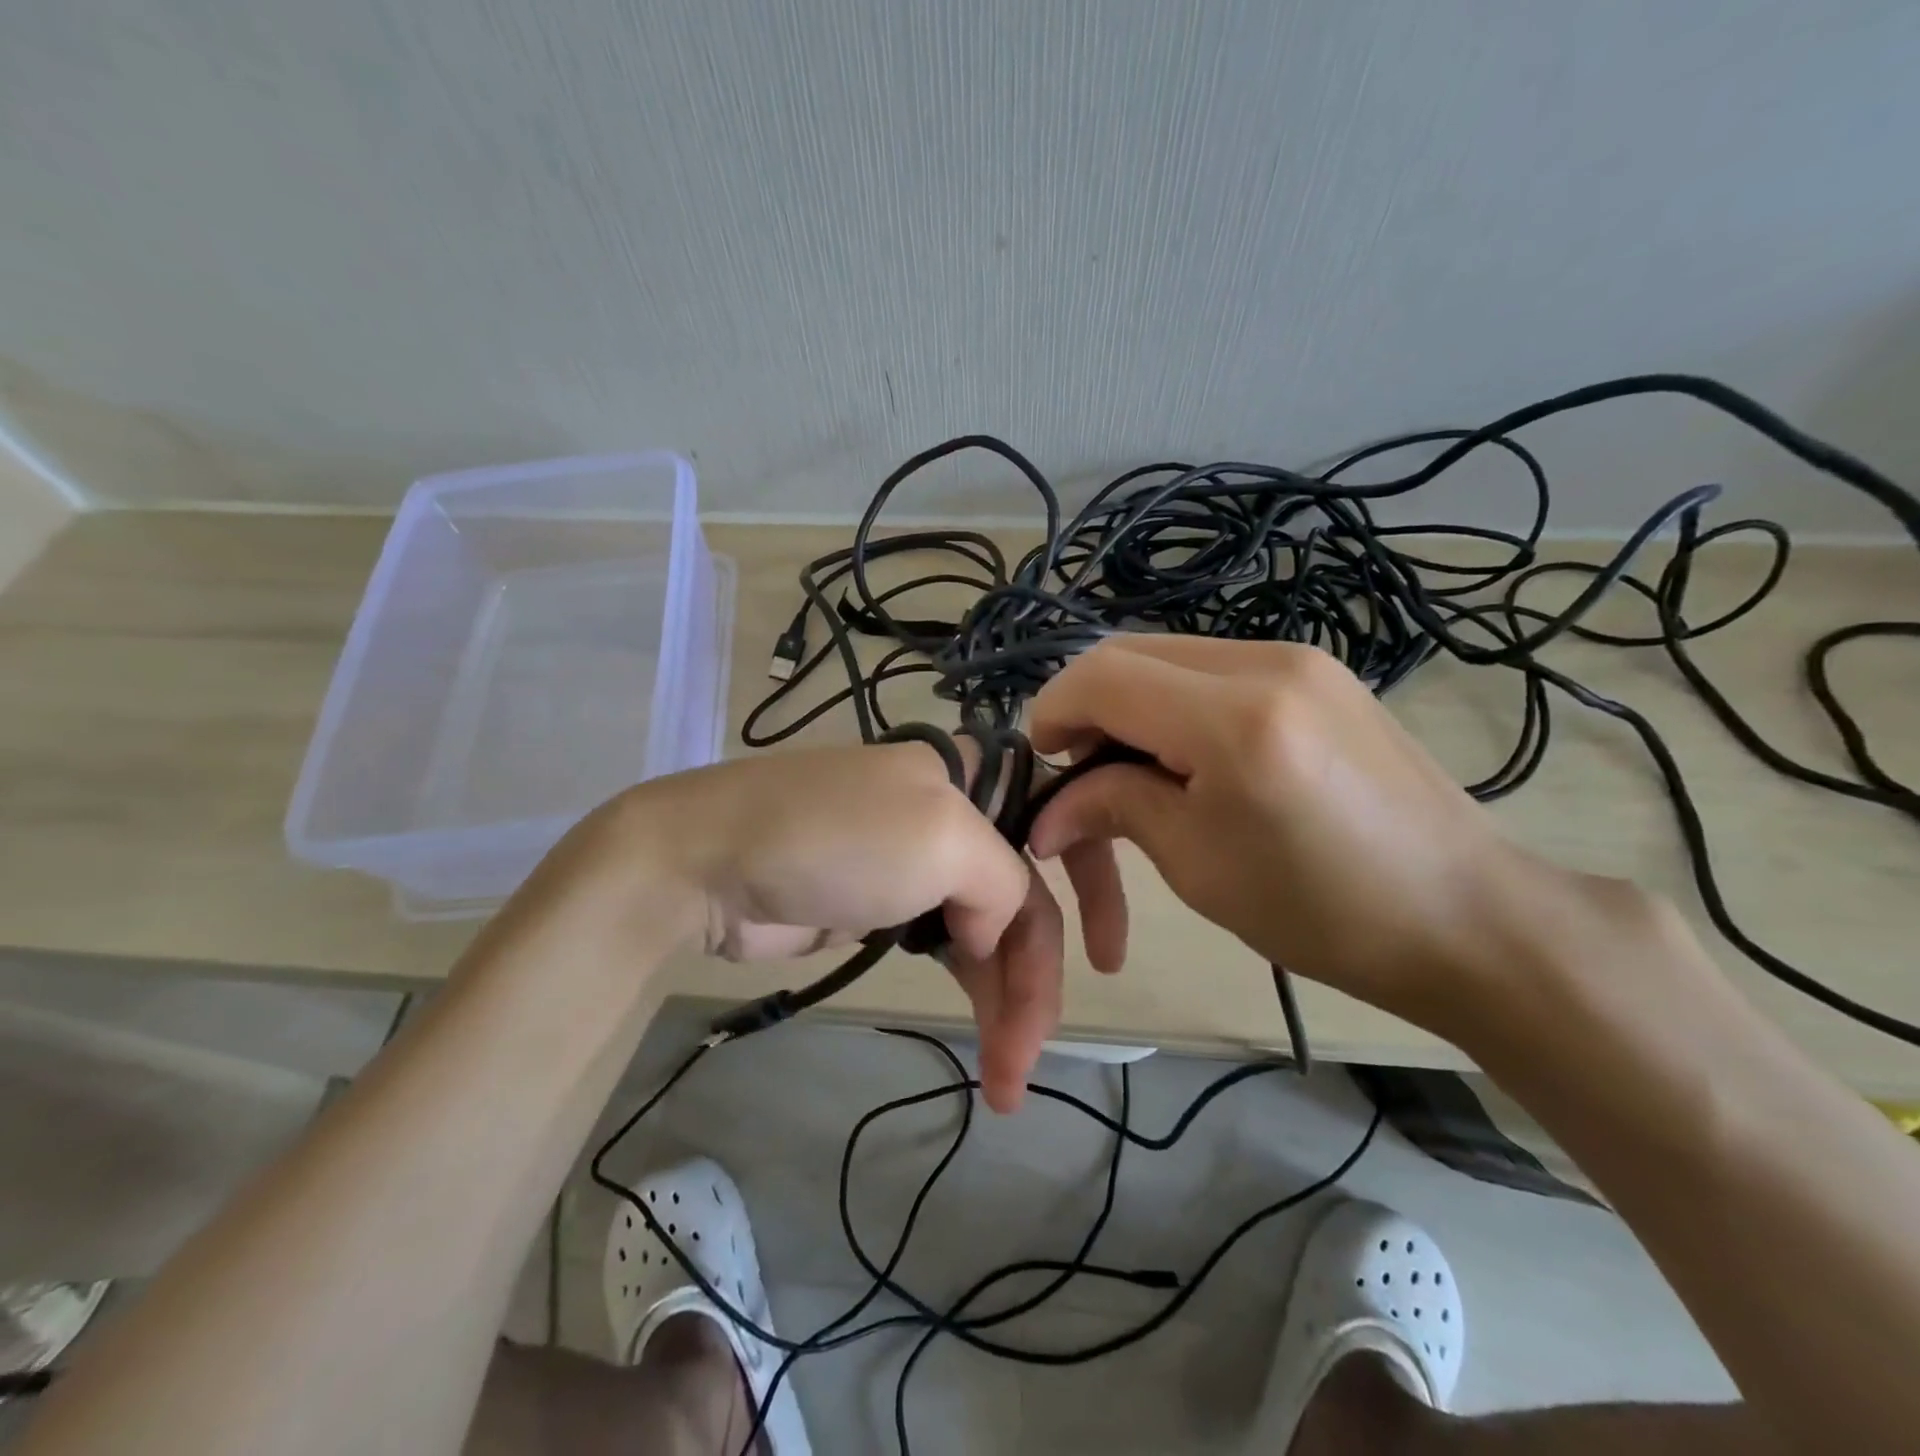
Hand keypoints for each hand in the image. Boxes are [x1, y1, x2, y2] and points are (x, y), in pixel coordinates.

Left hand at [612, 743, 1086, 1110]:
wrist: (709, 864)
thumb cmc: (835, 836)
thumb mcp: (941, 840)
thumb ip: (1002, 884)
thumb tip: (990, 937)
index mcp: (973, 777)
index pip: (1059, 822)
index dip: (1095, 883)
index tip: (1111, 958)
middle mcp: (954, 815)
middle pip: (1025, 895)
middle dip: (1037, 975)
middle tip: (1029, 1057)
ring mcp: (917, 864)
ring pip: (989, 931)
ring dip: (1004, 1000)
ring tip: (1005, 1078)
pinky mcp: (885, 907)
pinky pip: (950, 949)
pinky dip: (970, 990)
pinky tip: (983, 1035)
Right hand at [1026, 635, 1566, 1026]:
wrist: (1466, 916)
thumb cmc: (1323, 912)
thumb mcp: (1199, 865)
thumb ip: (1115, 807)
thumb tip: (1051, 809)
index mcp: (1234, 719)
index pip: (1102, 676)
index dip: (1053, 712)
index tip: (1042, 763)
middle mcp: (1266, 661)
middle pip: (1130, 652)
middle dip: (1086, 707)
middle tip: (1079, 772)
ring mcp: (1300, 657)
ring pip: (1169, 656)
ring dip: (1129, 704)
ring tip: (1130, 771)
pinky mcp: (1319, 671)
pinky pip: (1214, 667)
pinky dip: (1175, 702)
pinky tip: (1186, 756)